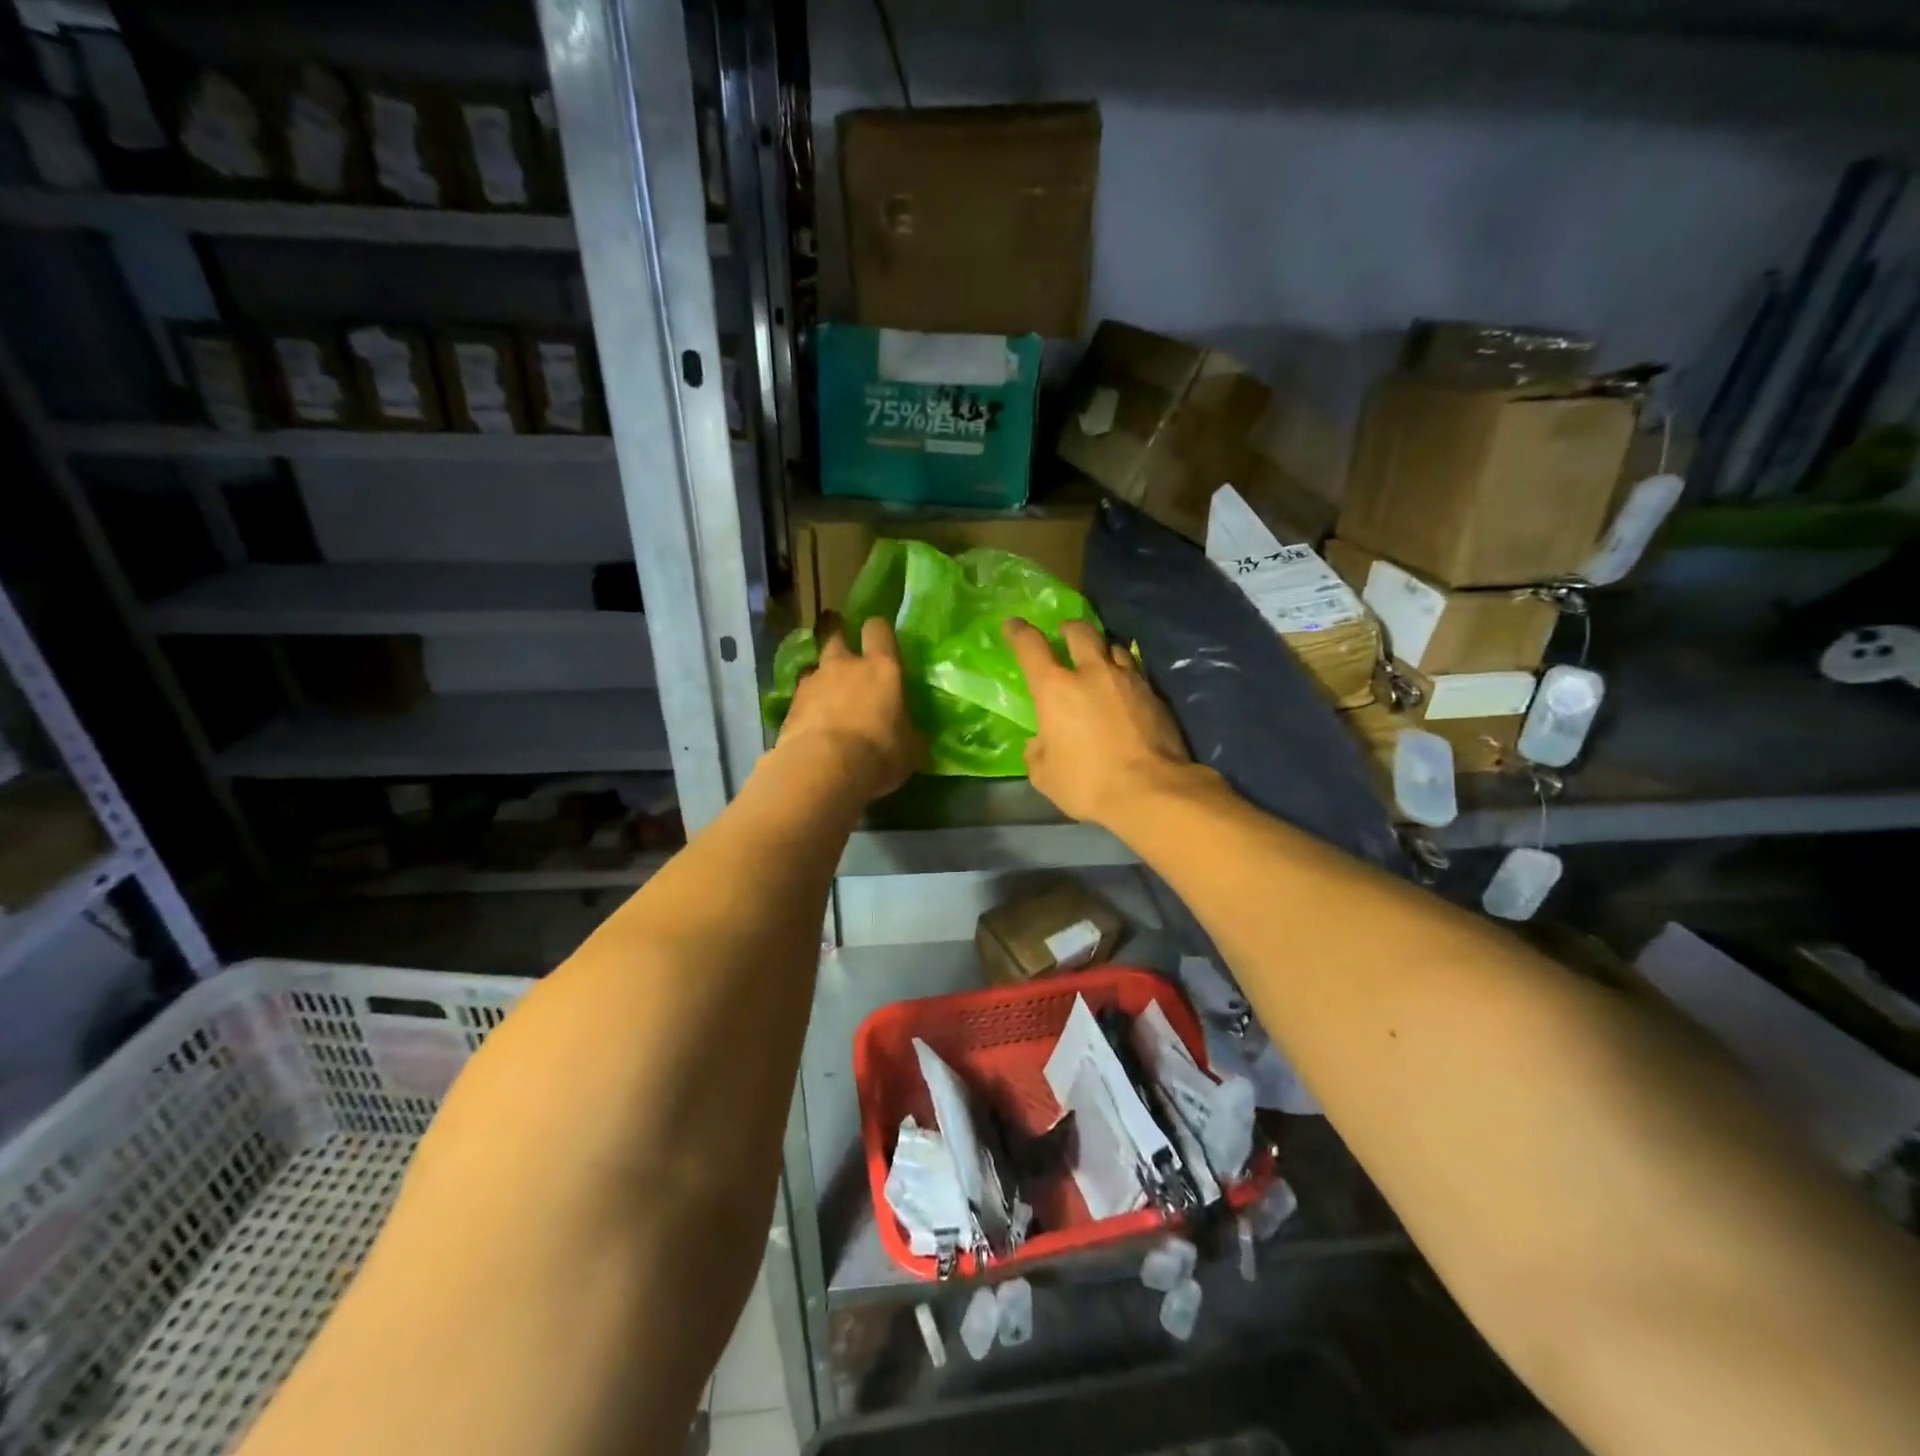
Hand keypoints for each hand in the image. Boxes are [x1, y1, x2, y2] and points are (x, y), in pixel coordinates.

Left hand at [779, 616, 923, 800]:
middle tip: (849, 666)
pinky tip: (811, 724)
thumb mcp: (910, 751)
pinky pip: (800, 696)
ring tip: (828, 700)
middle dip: (842, 647)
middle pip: (838, 638)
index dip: (878, 632)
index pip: (878, 630)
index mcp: (882, 668)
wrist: (822, 768)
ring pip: (815, 667)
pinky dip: (806, 705)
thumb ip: (910, 735)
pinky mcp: (790, 705)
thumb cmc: (878, 753)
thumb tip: (914, 737)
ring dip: (822, 678)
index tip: (880, 640)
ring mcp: (813, 682)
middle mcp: (845, 665)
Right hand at [1003, 618, 1194, 826]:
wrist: (1150, 791)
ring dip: (1102, 649)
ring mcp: (1129, 680)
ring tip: (1100, 661)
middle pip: (1081, 633)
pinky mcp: (1155, 695)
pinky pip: (1136, 673)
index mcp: (1056, 689)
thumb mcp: (1045, 776)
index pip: (1031, 647)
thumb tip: (1040, 742)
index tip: (1013, 624)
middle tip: (1065, 634)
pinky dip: (1125, 676)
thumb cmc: (1087, 783)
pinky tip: (1125, 692)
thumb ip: (1037, 752)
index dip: (1019, 632)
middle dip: (1069, 629)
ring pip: (1114, 648)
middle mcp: (1092, 673)